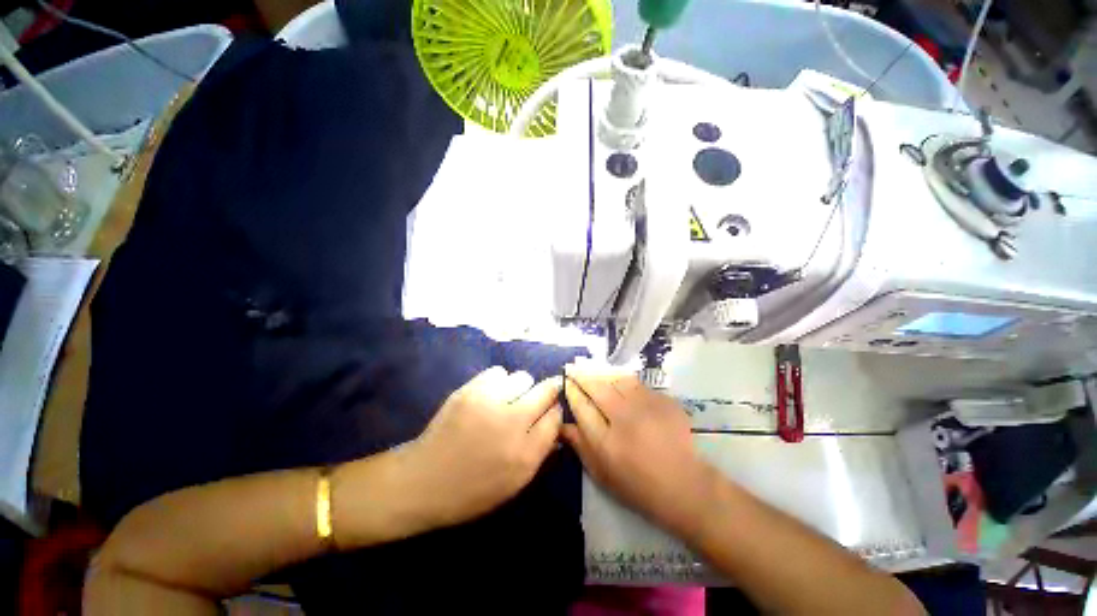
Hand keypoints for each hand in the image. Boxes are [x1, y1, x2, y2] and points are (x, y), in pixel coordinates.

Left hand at [402, 367, 562, 528]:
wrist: (423, 481)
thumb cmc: (472, 490)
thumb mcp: (514, 483)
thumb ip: (541, 451)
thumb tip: (556, 423)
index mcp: (525, 454)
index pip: (556, 417)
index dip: (556, 411)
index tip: (550, 412)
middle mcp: (512, 423)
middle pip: (546, 390)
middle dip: (547, 392)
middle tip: (536, 399)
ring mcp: (489, 402)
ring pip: (523, 377)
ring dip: (521, 388)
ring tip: (508, 400)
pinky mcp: (470, 390)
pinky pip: (499, 372)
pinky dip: (499, 382)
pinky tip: (490, 396)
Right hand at [561, 364, 715, 535]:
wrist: (685, 486)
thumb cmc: (638, 486)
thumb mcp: (602, 474)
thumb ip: (581, 446)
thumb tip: (562, 424)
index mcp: (606, 442)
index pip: (581, 407)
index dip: (571, 391)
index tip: (566, 382)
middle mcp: (625, 419)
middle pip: (597, 387)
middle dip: (582, 375)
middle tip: (574, 368)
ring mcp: (647, 407)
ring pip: (618, 380)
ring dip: (603, 374)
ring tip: (595, 371)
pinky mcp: (663, 401)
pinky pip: (638, 384)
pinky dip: (625, 381)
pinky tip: (621, 383)